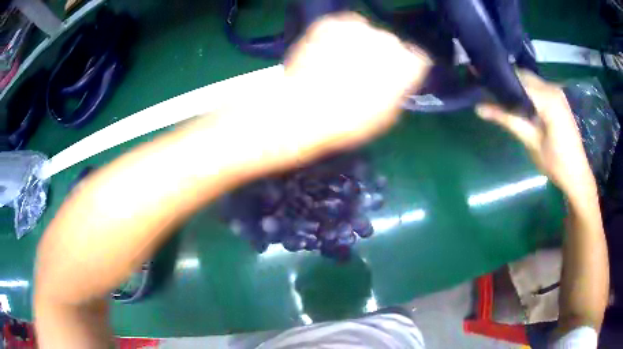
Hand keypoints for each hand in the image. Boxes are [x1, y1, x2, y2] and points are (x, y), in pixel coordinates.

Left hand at [231, 13, 429, 170]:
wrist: (303, 111)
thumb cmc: (349, 122)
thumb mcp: (386, 116)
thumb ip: (399, 91)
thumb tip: (398, 80)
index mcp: (406, 65)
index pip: (416, 60)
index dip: (405, 69)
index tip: (393, 78)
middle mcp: (387, 41)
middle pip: (391, 44)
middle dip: (381, 56)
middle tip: (361, 73)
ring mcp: (358, 29)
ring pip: (367, 32)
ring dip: (360, 44)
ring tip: (341, 63)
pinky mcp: (331, 23)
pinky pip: (343, 25)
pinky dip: (339, 35)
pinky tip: (329, 51)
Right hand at [476, 71, 595, 201]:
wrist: (578, 176)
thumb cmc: (556, 163)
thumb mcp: (531, 142)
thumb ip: (508, 120)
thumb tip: (479, 107)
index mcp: (547, 97)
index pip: (517, 79)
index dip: (498, 81)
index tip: (481, 85)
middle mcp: (552, 88)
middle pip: (523, 76)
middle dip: (507, 83)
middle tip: (489, 95)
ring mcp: (557, 93)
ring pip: (530, 81)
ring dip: (516, 89)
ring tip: (501, 101)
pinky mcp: (559, 100)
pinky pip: (538, 89)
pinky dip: (527, 94)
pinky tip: (520, 106)